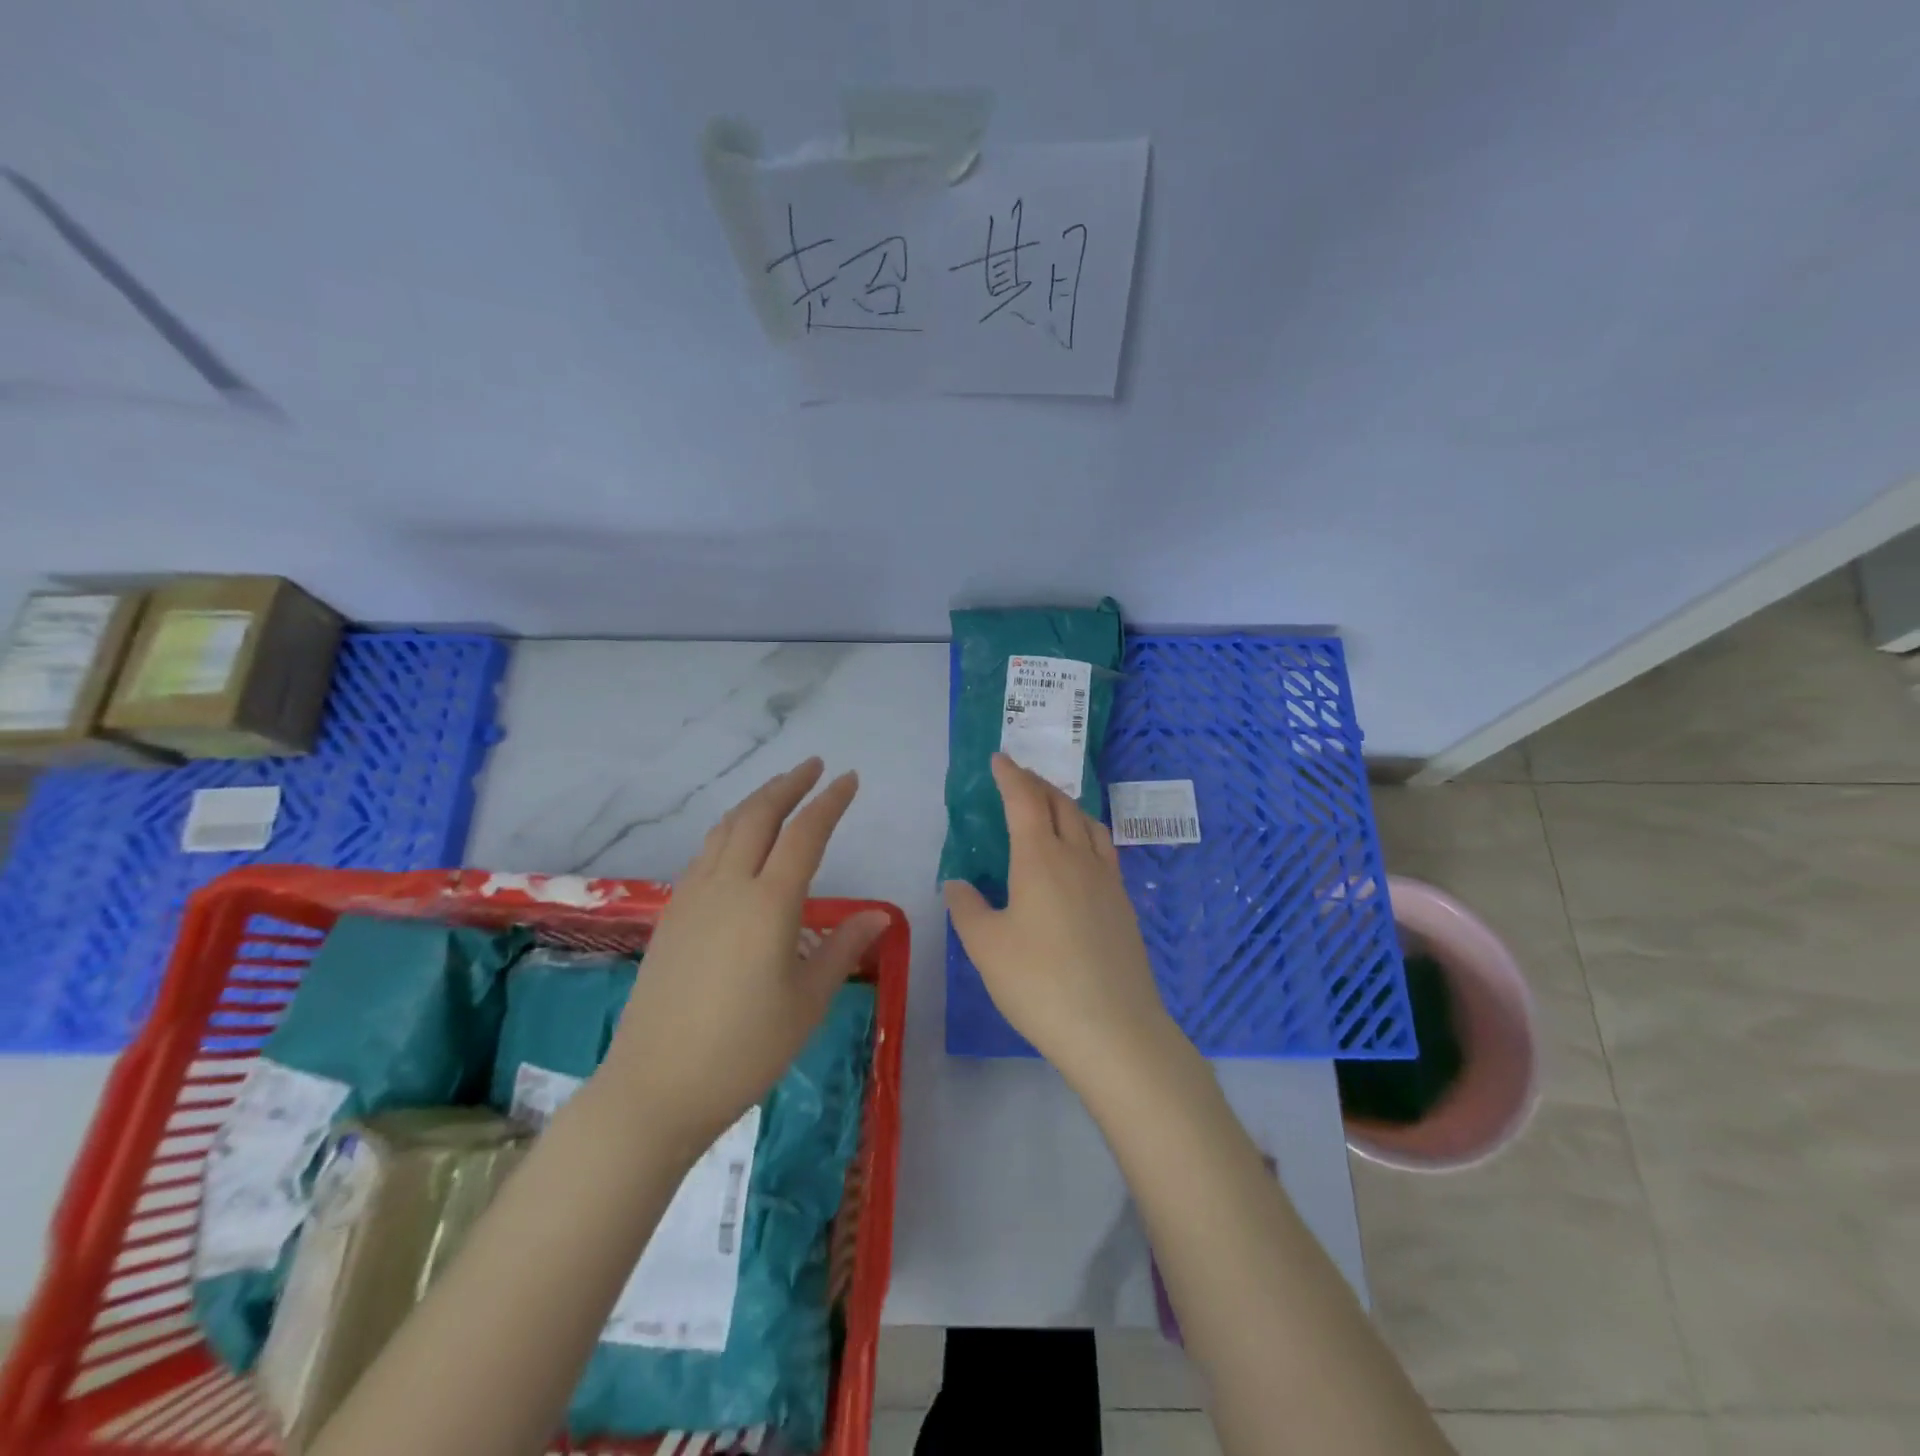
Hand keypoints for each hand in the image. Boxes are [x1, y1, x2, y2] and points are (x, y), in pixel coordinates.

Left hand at [600, 758, 886, 1153]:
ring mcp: (692, 898)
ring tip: (778, 793)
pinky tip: (738, 844)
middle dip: (788, 784)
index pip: (805, 834)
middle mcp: (728, 887)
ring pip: (726, 829)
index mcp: (769, 904)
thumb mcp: (807, 1002)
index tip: (849, 779)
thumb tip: (879, 915)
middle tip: (813, 766)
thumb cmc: (744, 1050)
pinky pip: (705, 854)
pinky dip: (730, 831)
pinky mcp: (671, 916)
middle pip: (758, 816)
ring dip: (755, 802)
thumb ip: (842, 948)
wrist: (655, 1088)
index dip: (830, 802)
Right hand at [944, 754, 1178, 1084]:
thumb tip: (957, 884)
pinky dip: (1086, 832)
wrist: (1114, 1029)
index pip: (1024, 800)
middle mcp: (1078, 857)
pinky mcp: (1124, 904)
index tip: (999, 759)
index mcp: (1040, 858)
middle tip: (1019, 777)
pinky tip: (1081, 853)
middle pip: (1060, 804)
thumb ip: (968, 909)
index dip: (1011, 776)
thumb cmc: (1039, 983)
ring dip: (1066, 804)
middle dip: (1037, 784)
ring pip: (1088, 823)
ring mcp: (1107, 880)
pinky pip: (1104, 849)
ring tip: (1051, 805)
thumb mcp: (987, 948)